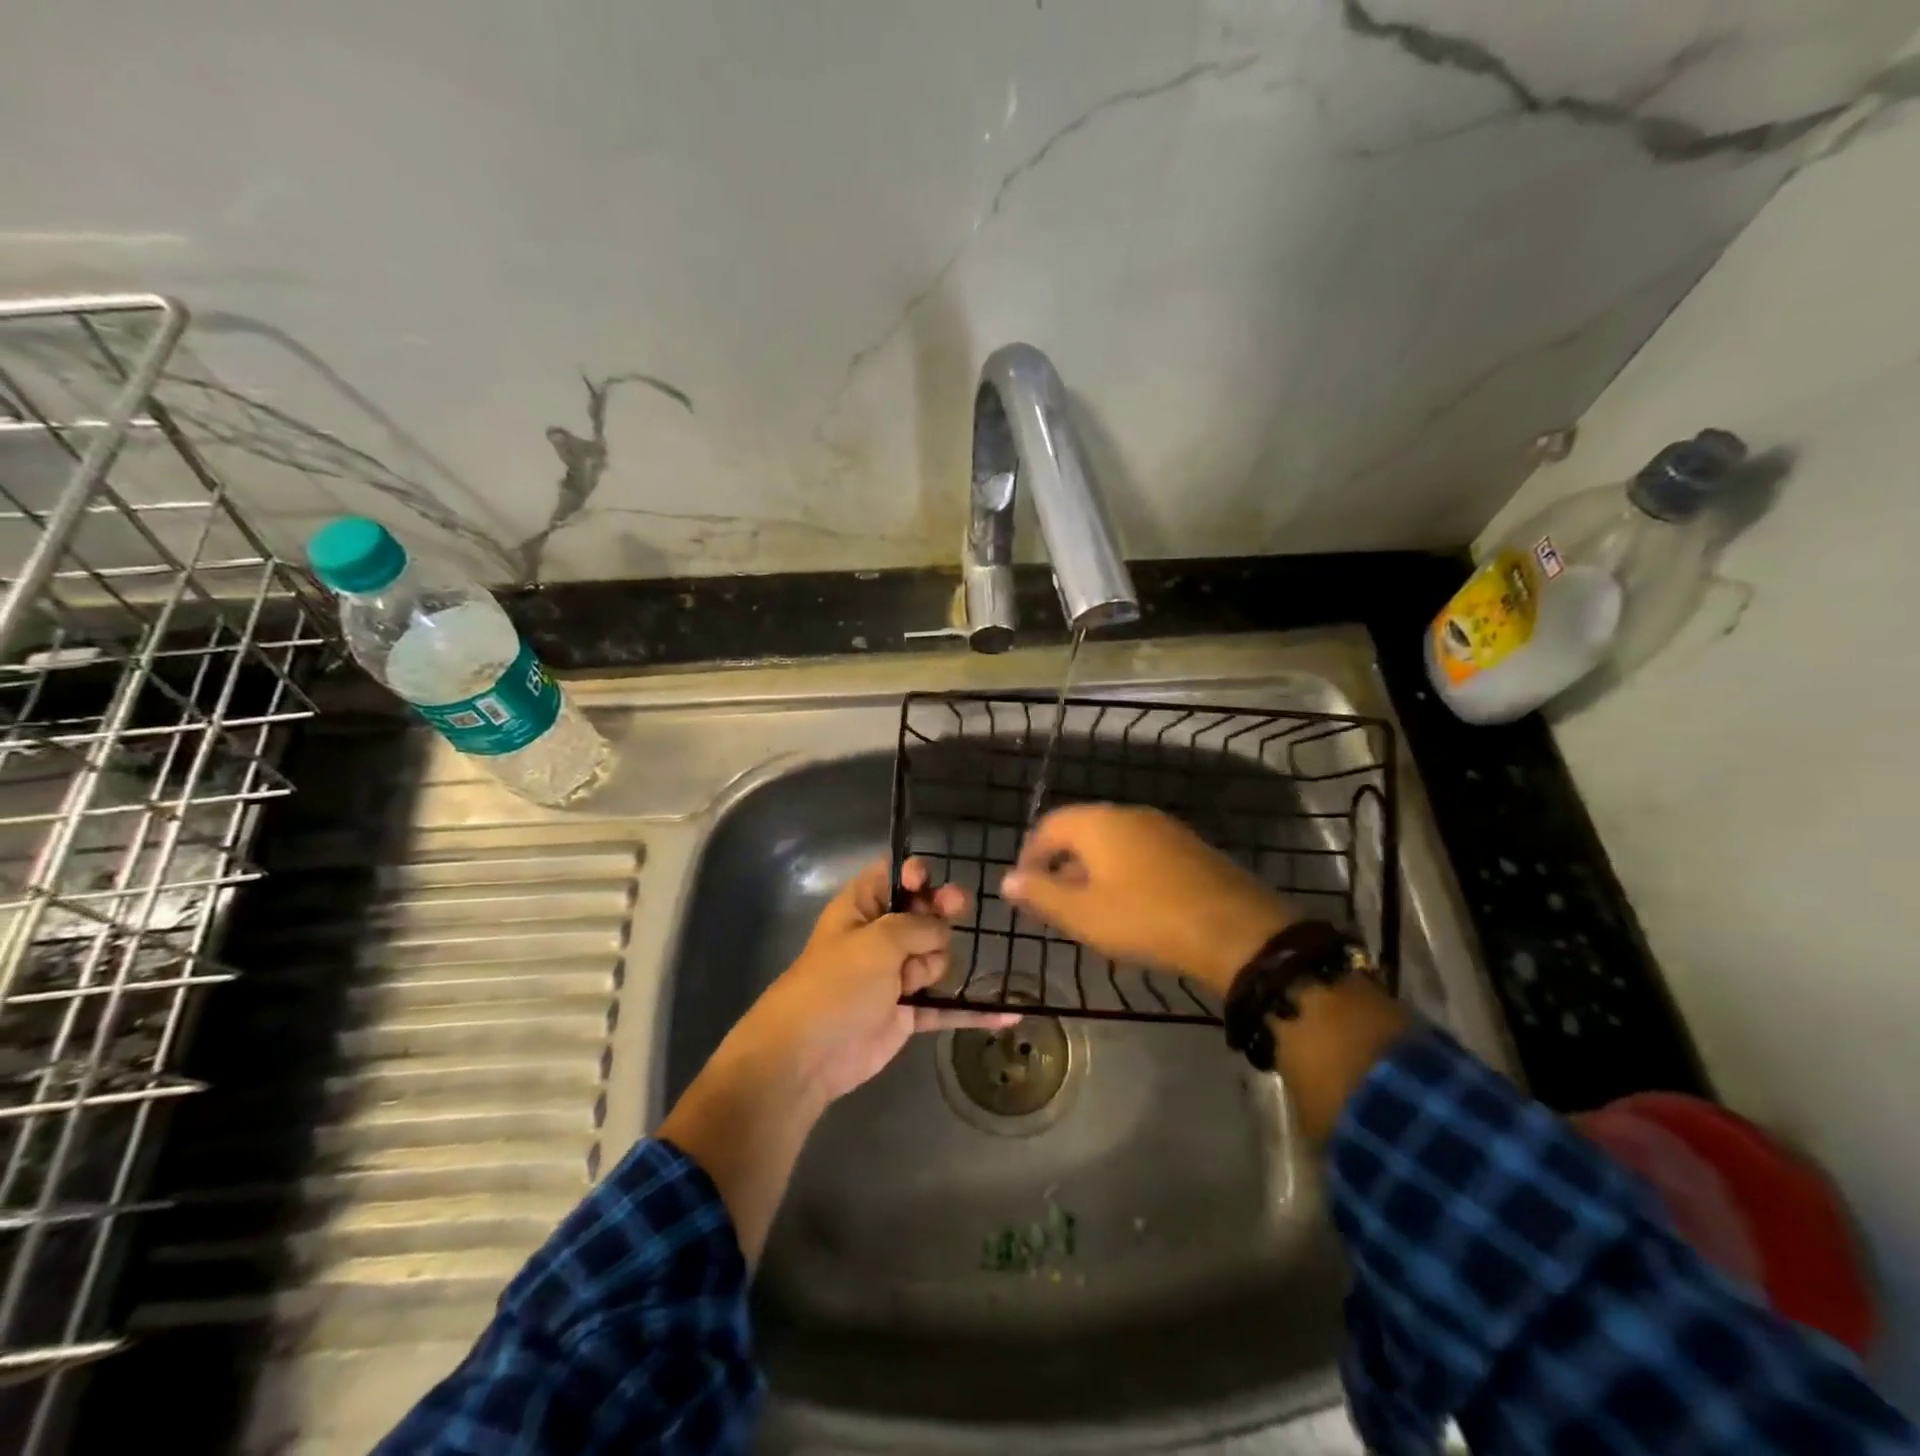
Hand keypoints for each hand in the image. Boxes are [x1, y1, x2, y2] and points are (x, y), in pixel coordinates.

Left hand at [733, 857, 1019, 1104]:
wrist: (808, 1054)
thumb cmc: (837, 983)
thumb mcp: (877, 940)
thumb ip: (917, 925)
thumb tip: (941, 928)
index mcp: (861, 908)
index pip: (892, 877)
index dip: (915, 875)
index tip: (928, 882)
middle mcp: (880, 937)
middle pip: (924, 915)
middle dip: (939, 914)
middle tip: (955, 909)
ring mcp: (894, 976)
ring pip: (938, 957)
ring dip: (936, 965)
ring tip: (911, 983)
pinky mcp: (907, 1013)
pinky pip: (946, 1006)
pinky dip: (971, 1011)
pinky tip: (1007, 1013)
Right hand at [1000, 804, 1292, 993]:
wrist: (1233, 929)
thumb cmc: (1144, 919)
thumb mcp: (1083, 914)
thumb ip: (1040, 894)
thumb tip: (1007, 880)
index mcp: (1097, 822)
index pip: (1048, 826)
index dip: (1030, 856)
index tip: (1025, 889)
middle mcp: (1128, 814)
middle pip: (1081, 832)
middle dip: (1062, 864)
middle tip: (1055, 902)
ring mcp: (1163, 827)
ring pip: (1113, 842)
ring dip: (1094, 869)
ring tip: (1090, 907)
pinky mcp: (1189, 846)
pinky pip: (1141, 852)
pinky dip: (1124, 872)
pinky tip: (1131, 904)